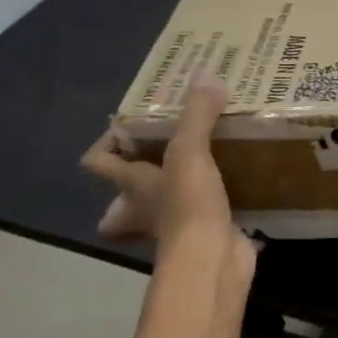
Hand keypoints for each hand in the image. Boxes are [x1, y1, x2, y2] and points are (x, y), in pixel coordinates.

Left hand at [81, 71, 255, 294]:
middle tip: (165, 153)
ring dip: (179, 188)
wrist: (211, 263)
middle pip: (123, 197)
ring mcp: (176, 225)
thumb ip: (197, 115)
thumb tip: (205, 75)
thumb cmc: (186, 207)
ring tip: (208, 158)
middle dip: (136, 181)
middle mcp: (146, 206)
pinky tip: (238, 180)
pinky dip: (217, 200)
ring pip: (166, 204)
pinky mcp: (206, 234)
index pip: (98, 162)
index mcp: (132, 184)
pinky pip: (206, 213)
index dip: (104, 144)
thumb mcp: (190, 153)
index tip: (127, 126)